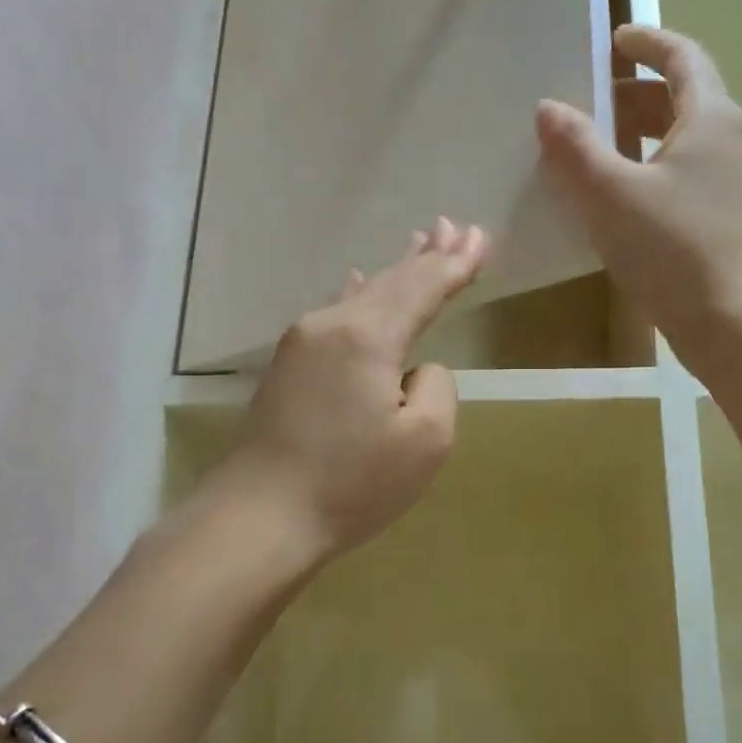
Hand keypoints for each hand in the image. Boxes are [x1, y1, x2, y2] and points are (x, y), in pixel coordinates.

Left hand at [209, 218, 489, 563]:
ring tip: (420, 241)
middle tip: (457, 227)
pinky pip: (336, 313)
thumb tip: (415, 370)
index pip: (423, 288)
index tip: (481, 238)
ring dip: (396, 270)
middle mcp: (332, 324)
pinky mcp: (289, 365)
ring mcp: (303, 342)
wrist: (260, 515)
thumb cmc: (351, 483)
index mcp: (368, 336)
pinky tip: (356, 279)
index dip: (455, 264)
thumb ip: (436, 388)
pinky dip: (359, 294)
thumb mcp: (425, 442)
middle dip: (428, 255)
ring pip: (362, 294)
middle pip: (391, 281)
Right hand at [536, 23, 741, 371]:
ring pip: (686, 139)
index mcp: (712, 118)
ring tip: (601, 146)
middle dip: (638, 93)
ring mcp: (735, 181)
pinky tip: (624, 194)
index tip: (614, 40)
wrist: (728, 319)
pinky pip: (688, 172)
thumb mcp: (610, 193)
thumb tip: (548, 108)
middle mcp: (733, 140)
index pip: (683, 57)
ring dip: (645, 132)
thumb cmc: (670, 246)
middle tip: (594, 99)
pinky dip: (655, 166)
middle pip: (685, 98)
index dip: (647, 42)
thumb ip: (576, 146)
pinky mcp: (728, 216)